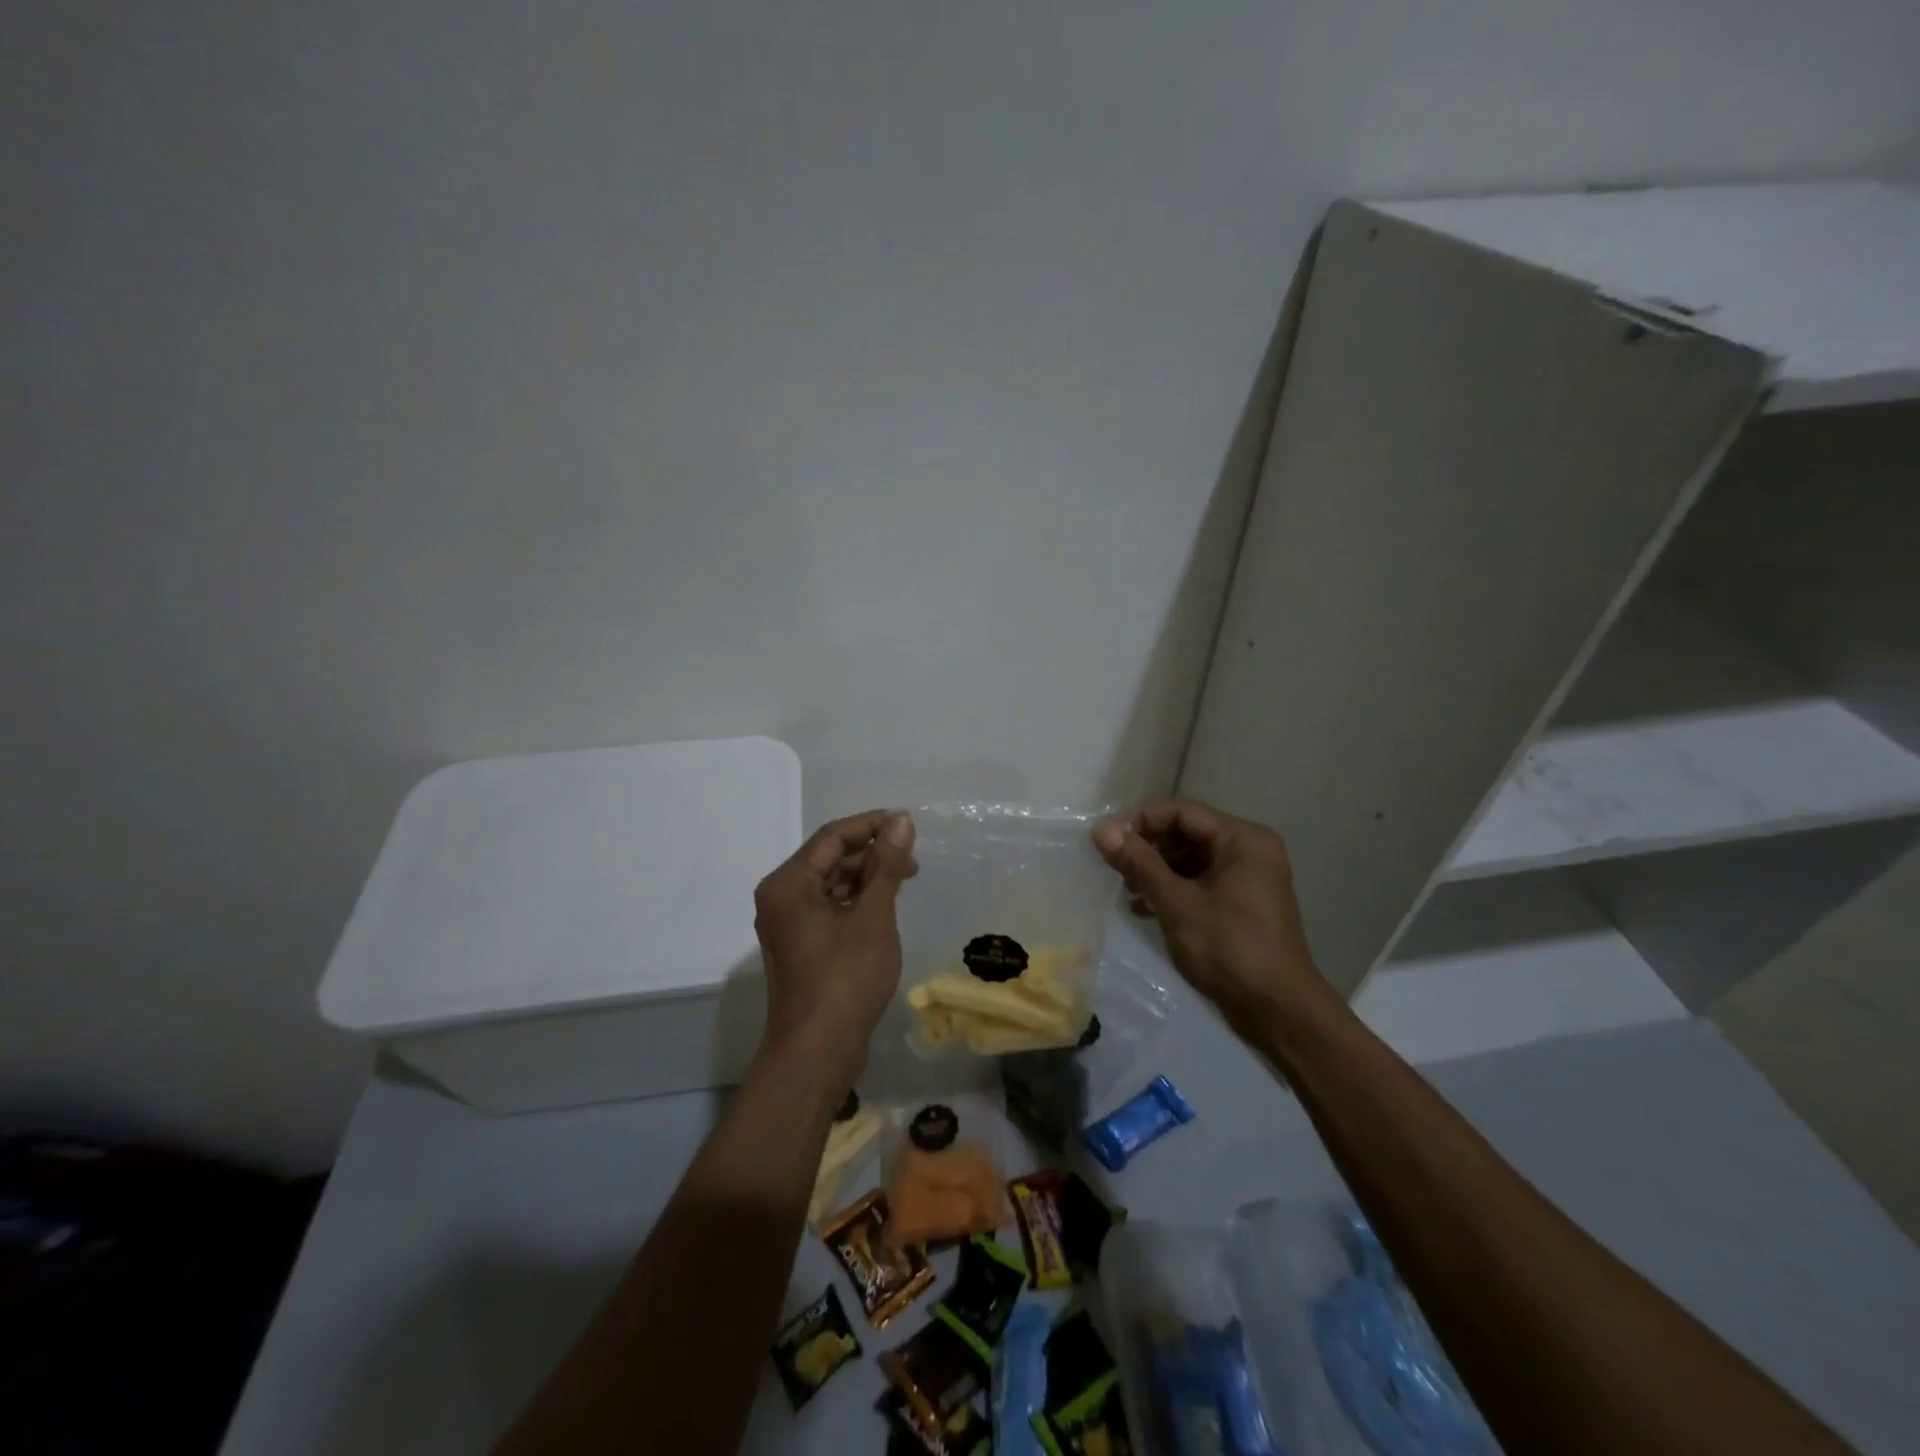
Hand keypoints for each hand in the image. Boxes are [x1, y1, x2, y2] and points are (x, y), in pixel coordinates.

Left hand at [753, 809, 917, 1092]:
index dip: (871, 825)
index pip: (832, 837)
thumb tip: (900, 821)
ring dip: (866, 878)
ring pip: (831, 885)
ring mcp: (789, 925)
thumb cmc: (845, 978)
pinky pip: (830, 909)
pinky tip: (885, 907)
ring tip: (904, 881)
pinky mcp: (802, 948)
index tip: (908, 824)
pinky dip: (857, 902)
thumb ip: (886, 865)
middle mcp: (781, 898)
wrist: (817, 1052)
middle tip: (912, 857)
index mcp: (788, 884)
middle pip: (829, 859)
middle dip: (871, 853)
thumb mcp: (873, 916)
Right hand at [1091, 799, 1327, 1028]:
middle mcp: (1249, 850)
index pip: (1182, 812)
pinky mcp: (1242, 904)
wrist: (1277, 1011)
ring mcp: (1248, 878)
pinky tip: (1143, 908)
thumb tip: (1100, 829)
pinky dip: (1172, 890)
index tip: (1105, 838)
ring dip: (1156, 870)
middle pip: (1186, 833)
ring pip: (1191, 859)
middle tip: (1112, 865)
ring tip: (1126, 890)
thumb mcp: (1177, 902)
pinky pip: (1200, 882)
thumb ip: (1138, 862)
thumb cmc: (1229, 947)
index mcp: (1243, 839)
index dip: (1140, 820)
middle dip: (1147, 847)